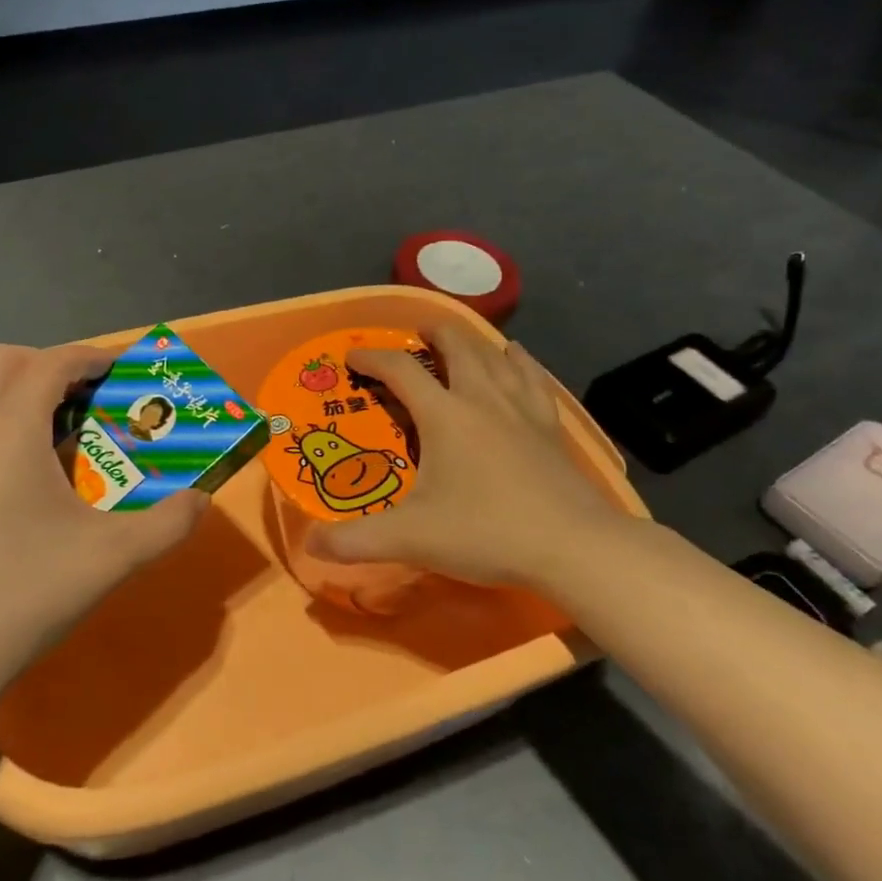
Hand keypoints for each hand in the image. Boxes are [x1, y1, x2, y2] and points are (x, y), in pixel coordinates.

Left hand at [0, 342, 207, 697]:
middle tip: (81, 398)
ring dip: (7, 389)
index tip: (120, 368)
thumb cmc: (21, 595)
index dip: (91, 356)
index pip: (52, 362)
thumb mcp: (111, 559)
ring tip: (43, 431)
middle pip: (1, 360)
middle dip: (45, 364)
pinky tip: (3, 479)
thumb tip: (201, 501)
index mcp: (8, 428)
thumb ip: (167, 523)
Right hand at [305, 322, 628, 588]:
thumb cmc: (487, 533)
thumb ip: (355, 542)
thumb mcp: (411, 539)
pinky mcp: (551, 427)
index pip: (400, 370)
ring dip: (474, 342)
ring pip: (495, 358)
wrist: (574, 547)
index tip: (352, 357)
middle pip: (457, 347)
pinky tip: (518, 358)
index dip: (372, 358)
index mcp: (444, 415)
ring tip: (463, 340)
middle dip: (433, 334)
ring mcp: (522, 410)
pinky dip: (520, 362)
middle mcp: (482, 399)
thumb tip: (307, 545)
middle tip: (418, 333)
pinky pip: (533, 379)